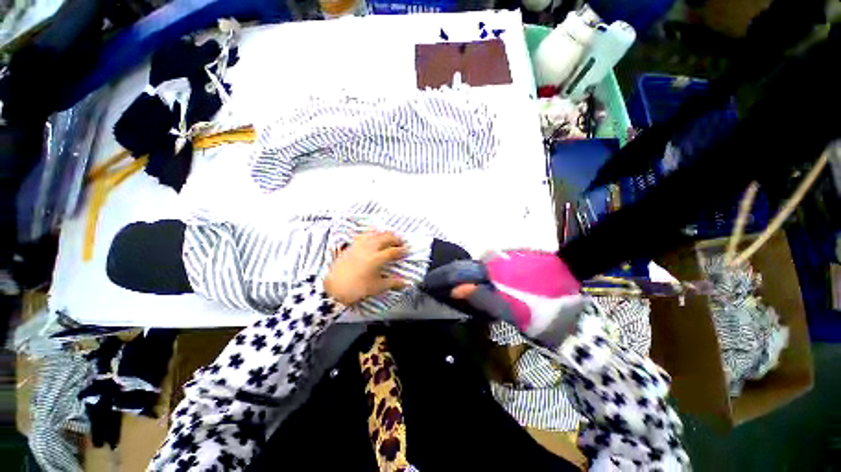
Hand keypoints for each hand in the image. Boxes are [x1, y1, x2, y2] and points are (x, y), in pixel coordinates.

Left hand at [324, 231, 407, 305]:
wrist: (334, 289)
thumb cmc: (357, 289)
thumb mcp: (377, 287)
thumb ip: (393, 283)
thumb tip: (406, 283)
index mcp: (377, 258)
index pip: (393, 251)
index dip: (402, 250)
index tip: (407, 250)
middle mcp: (369, 248)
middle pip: (385, 238)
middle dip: (395, 238)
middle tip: (401, 242)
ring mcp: (359, 245)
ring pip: (374, 234)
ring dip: (384, 234)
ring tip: (389, 236)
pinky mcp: (351, 246)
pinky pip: (363, 235)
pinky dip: (371, 233)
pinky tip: (372, 236)